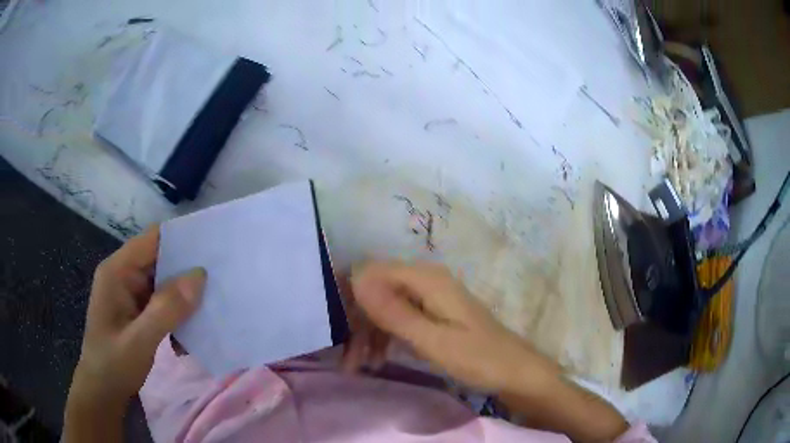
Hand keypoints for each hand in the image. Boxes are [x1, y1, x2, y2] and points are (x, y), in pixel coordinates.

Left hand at [67, 227, 205, 408]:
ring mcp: (131, 292)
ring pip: (165, 282)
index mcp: (118, 271)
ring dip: (184, 299)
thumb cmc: (113, 365)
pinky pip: (163, 302)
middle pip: (161, 259)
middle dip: (188, 272)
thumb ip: (166, 309)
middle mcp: (124, 275)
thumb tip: (200, 275)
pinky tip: (186, 337)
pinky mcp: (138, 309)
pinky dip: (178, 315)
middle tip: (219, 285)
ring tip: (207, 315)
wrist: (103, 391)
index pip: (153, 239)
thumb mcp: (139, 341)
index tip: (213, 249)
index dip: (181, 238)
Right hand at [344, 261, 560, 393]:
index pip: (371, 272)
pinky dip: (384, 337)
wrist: (513, 371)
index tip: (339, 332)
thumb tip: (355, 279)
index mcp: (426, 278)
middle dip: (357, 322)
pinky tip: (375, 359)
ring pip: (384, 306)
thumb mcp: (432, 341)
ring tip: (357, 366)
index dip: (350, 299)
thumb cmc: (477, 358)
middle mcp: (425, 279)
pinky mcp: (432, 312)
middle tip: (348, 359)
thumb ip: (394, 312)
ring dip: (367, 334)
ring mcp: (429, 296)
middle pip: (375, 290)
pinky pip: (398, 317)